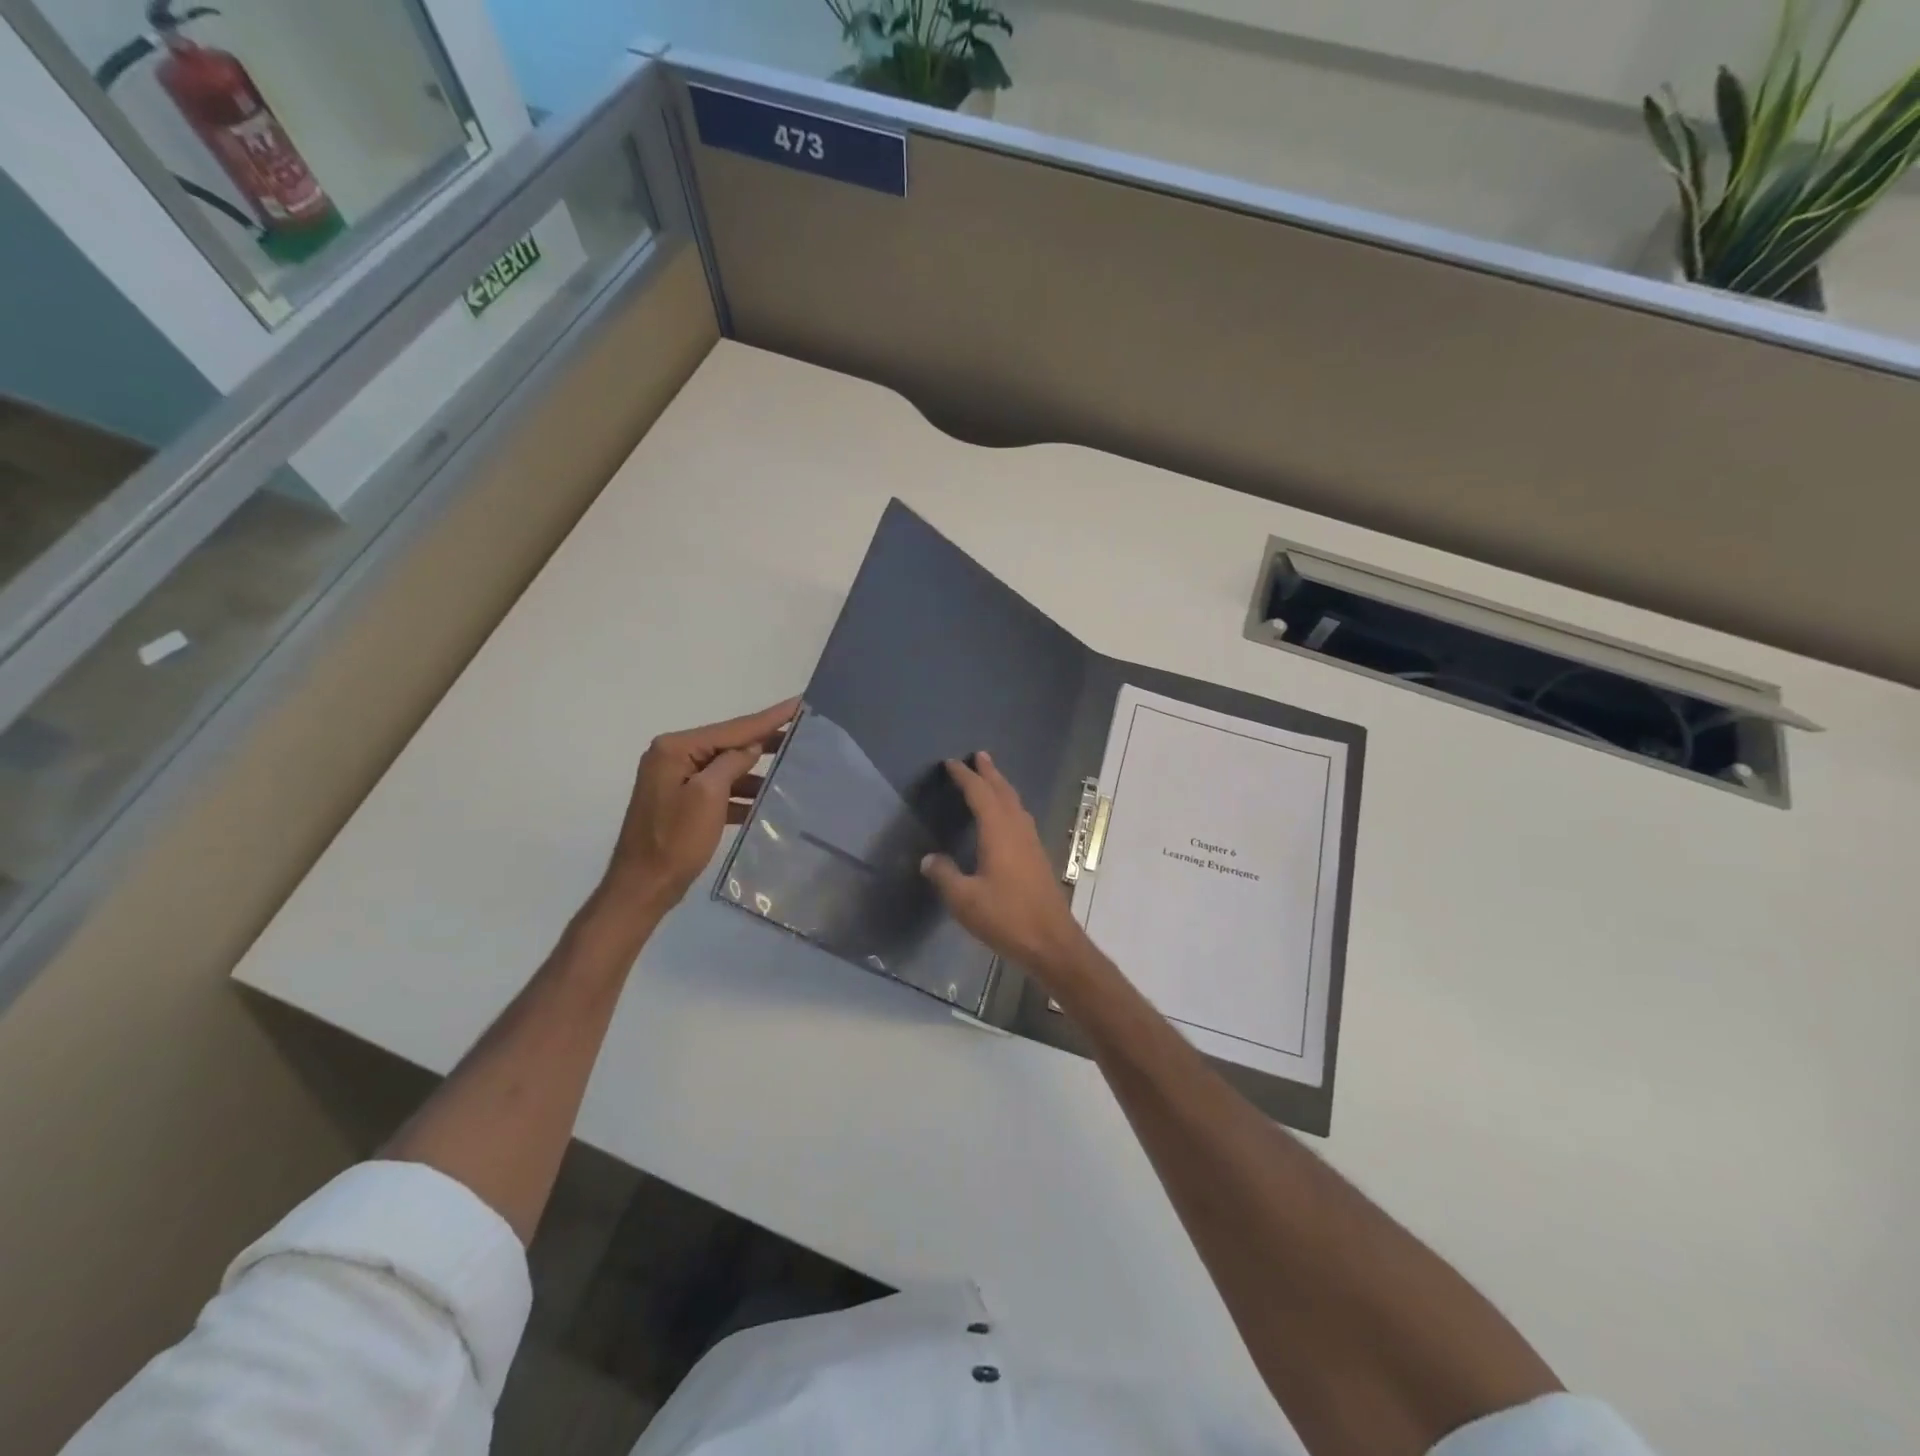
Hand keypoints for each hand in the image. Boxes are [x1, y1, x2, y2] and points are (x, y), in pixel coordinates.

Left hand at [599, 697, 798, 921]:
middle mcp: (673, 756)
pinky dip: (742, 793)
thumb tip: (752, 746)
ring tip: (793, 765)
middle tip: (804, 731)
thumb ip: (732, 763)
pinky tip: (768, 799)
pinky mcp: (682, 801)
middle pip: (728, 743)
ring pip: (726, 767)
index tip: (799, 702)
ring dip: (756, 770)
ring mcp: (676, 780)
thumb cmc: (675, 841)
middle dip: (765, 740)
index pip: (732, 728)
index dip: (769, 718)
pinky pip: (719, 788)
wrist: (644, 886)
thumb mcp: (708, 796)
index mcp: (675, 749)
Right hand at [920, 751, 1092, 980]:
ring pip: (1016, 805)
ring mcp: (1032, 844)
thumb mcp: (965, 901)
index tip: (951, 763)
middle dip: (990, 773)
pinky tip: (1007, 818)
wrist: (1052, 942)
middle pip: (1003, 792)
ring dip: (1002, 787)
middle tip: (979, 755)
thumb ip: (945, 876)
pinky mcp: (1038, 858)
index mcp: (999, 833)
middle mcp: (1018, 831)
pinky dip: (1010, 806)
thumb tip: (929, 859)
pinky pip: (1021, 819)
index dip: (965, 777)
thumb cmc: (1007, 918)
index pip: (980, 795)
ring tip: (992, 778)